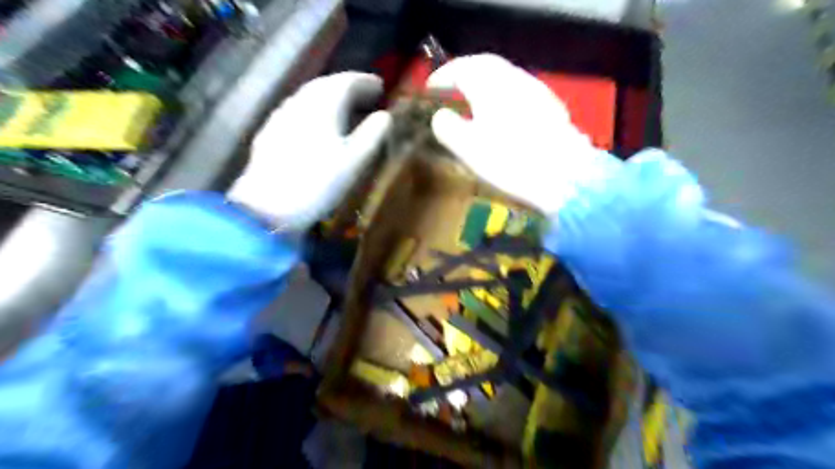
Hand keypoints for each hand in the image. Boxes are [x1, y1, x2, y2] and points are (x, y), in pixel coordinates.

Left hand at [226, 69, 390, 228]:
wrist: (268, 206)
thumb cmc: (317, 184)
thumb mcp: (354, 162)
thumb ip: (372, 136)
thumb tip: (386, 116)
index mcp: (322, 107)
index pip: (345, 82)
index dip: (364, 81)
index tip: (381, 85)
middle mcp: (299, 104)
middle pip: (324, 85)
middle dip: (347, 86)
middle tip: (366, 94)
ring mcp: (281, 117)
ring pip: (309, 97)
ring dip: (329, 96)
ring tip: (345, 107)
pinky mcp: (270, 133)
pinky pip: (297, 110)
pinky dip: (314, 109)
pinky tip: (316, 123)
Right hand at [430, 53, 617, 214]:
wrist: (563, 176)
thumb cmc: (509, 161)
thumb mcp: (468, 148)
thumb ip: (447, 128)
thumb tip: (440, 116)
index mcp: (490, 85)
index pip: (460, 69)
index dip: (442, 77)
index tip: (430, 89)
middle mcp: (514, 79)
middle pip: (484, 65)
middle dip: (463, 74)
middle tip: (450, 89)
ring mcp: (535, 91)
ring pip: (504, 76)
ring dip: (484, 83)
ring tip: (473, 101)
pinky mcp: (550, 106)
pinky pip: (519, 89)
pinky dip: (503, 94)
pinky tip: (502, 113)